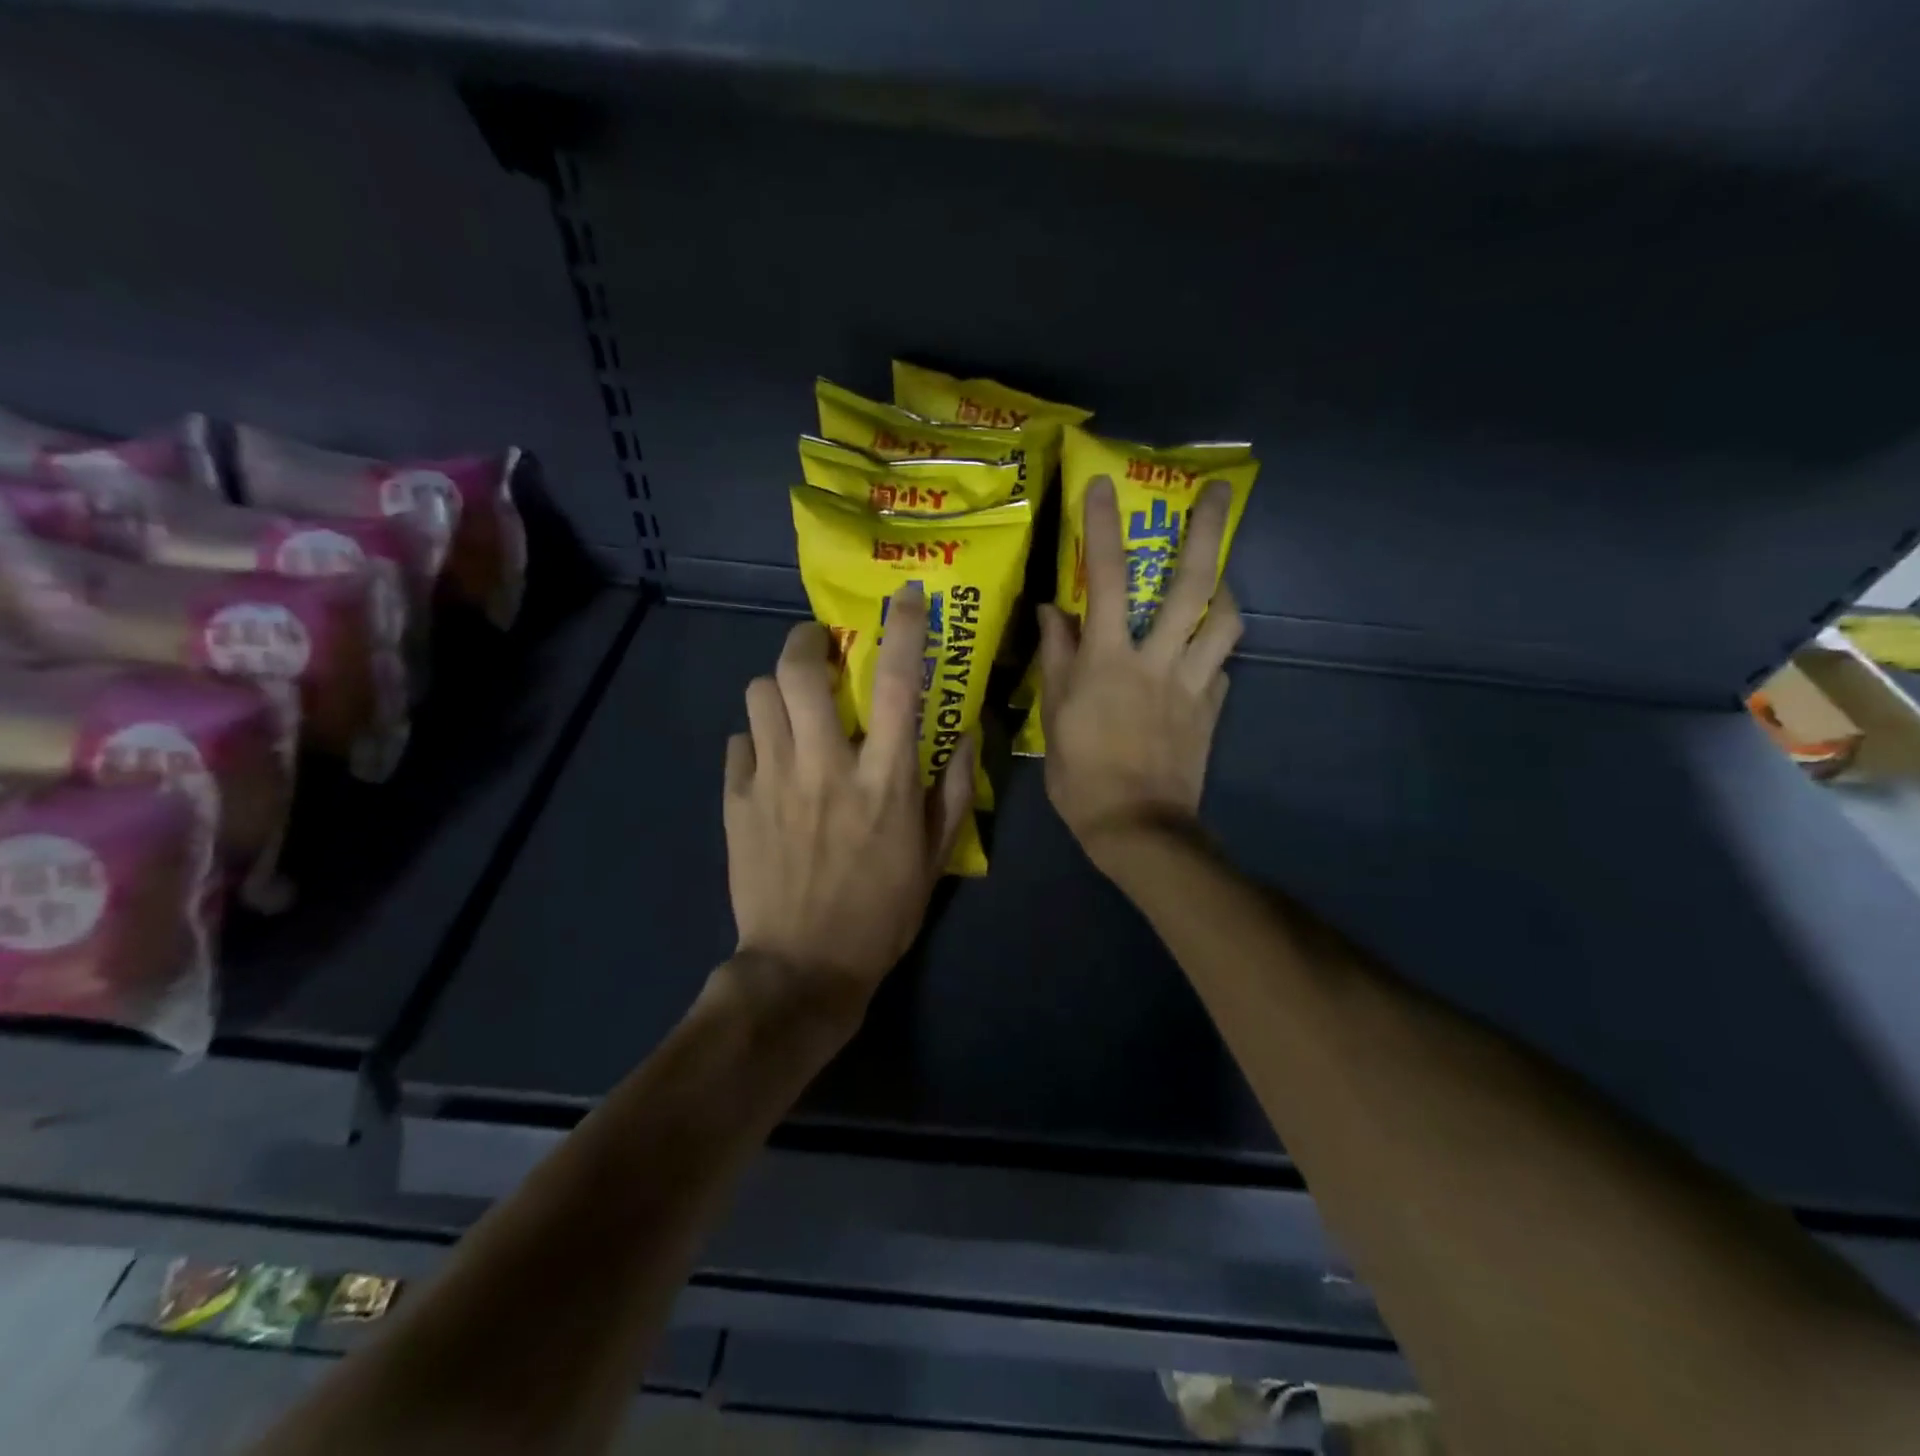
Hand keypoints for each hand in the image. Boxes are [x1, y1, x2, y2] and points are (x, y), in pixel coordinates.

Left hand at [724, 585, 973, 1020]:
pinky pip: (738, 744)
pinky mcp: (737, 803)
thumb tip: (966, 736)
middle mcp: (826, 766)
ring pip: (759, 696)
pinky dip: (756, 740)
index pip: (899, 683)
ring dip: (779, 690)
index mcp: (884, 780)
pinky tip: (769, 760)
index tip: (905, 597)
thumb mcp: (935, 859)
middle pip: (801, 671)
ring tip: (793, 706)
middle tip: (821, 651)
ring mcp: (773, 782)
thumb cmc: (881, 915)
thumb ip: (953, 791)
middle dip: (808, 643)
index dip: (904, 629)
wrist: (803, 969)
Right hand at [1037, 476, 1240, 872]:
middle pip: (1191, 586)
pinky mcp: (1211, 709)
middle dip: (1207, 533)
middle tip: (1220, 491)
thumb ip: (1057, 659)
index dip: (1104, 529)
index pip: (1107, 581)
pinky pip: (1220, 669)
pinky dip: (1212, 654)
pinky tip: (1201, 657)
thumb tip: (1054, 611)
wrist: (1137, 828)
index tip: (1102, 486)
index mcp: (1109, 661)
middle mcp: (1157, 661)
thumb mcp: (1053, 717)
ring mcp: (1192, 684)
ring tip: (1218, 579)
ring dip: (1224, 591)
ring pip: (1224, 623)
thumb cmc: (1081, 776)